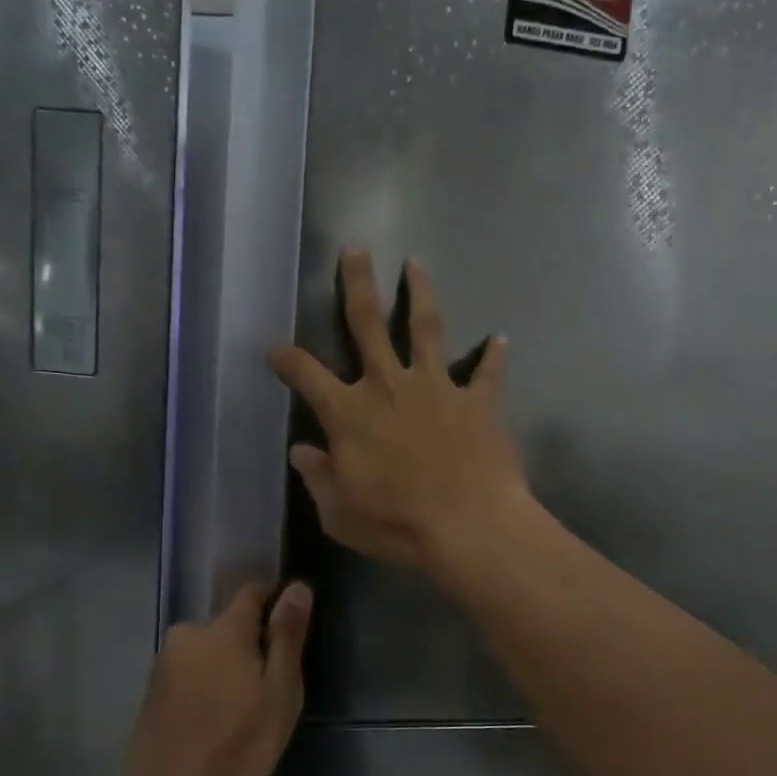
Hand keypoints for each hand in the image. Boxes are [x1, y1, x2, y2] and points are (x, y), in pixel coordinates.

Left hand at [123, 581, 311, 775]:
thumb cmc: (239, 746)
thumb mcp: (280, 692)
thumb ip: (287, 636)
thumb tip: (297, 587)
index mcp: (223, 630)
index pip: (252, 593)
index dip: (274, 605)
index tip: (289, 635)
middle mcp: (188, 636)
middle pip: (228, 627)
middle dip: (249, 646)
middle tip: (267, 691)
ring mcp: (164, 666)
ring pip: (206, 653)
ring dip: (225, 670)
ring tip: (241, 715)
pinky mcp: (150, 694)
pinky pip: (188, 676)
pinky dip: (204, 689)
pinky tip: (213, 726)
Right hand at [269, 249, 531, 577]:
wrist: (468, 527)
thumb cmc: (396, 525)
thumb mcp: (339, 513)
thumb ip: (318, 477)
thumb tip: (301, 451)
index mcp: (349, 413)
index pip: (307, 376)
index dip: (287, 360)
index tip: (276, 349)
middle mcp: (389, 386)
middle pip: (368, 323)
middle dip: (358, 283)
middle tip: (355, 249)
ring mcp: (437, 388)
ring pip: (426, 328)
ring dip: (420, 293)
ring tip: (416, 262)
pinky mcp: (478, 401)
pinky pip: (487, 373)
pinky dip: (494, 356)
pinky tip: (501, 338)